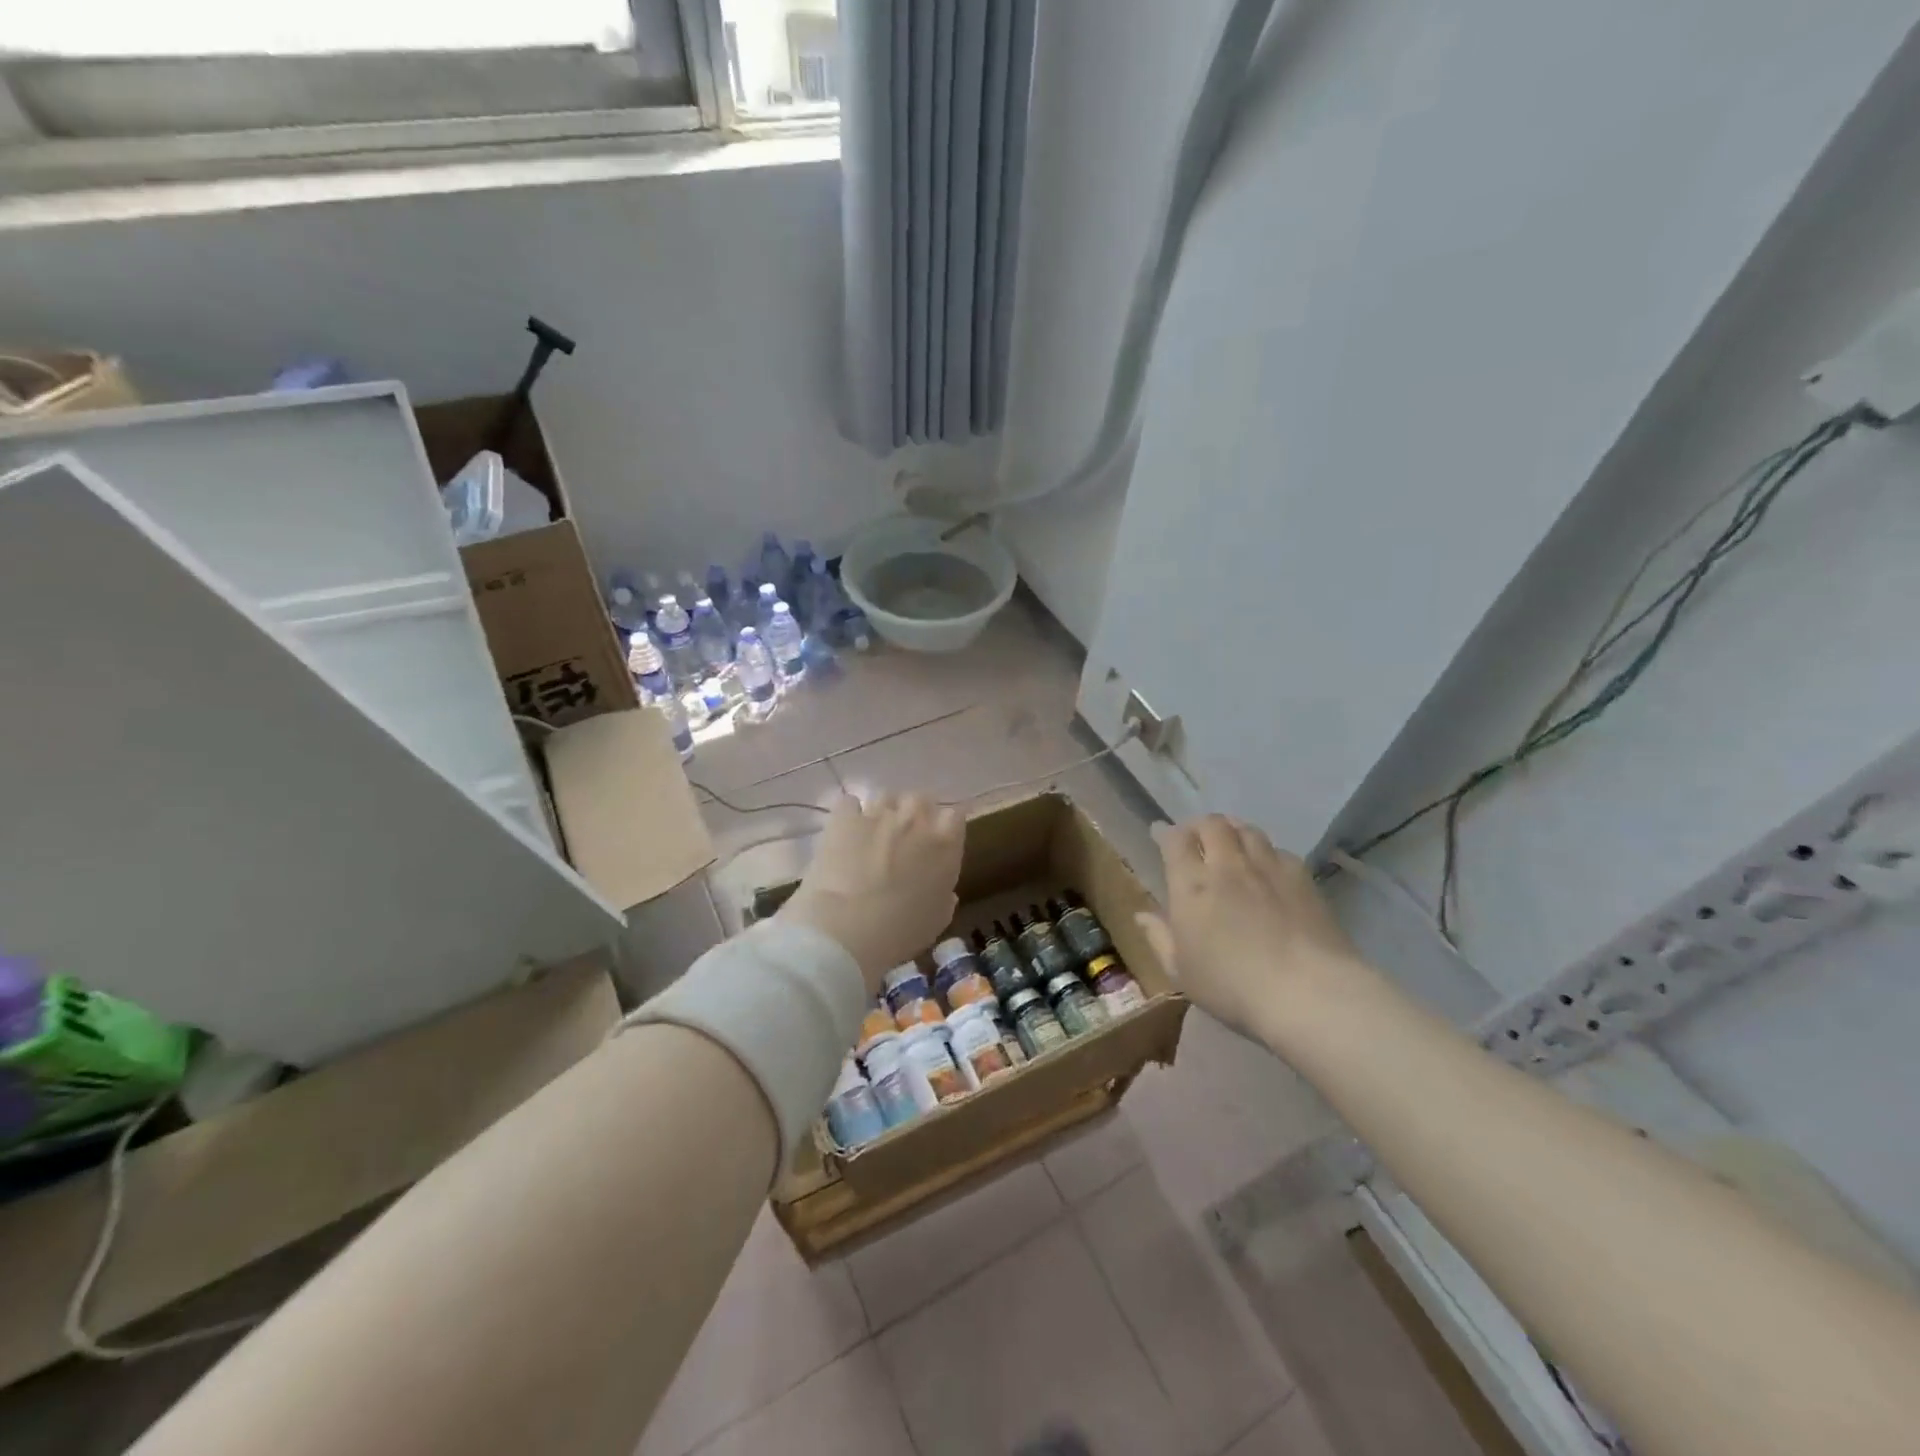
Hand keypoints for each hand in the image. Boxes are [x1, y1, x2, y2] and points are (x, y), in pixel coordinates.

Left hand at [777, 791, 964, 990]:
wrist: (846, 928)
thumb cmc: (900, 931)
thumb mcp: (937, 920)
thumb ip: (945, 897)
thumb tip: (945, 890)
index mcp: (945, 844)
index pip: (955, 816)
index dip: (946, 827)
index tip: (939, 841)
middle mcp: (915, 819)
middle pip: (921, 799)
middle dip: (915, 814)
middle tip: (905, 838)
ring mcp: (878, 814)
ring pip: (886, 797)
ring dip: (884, 812)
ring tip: (873, 834)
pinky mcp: (844, 818)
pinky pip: (849, 803)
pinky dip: (849, 814)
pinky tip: (845, 831)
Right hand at [1138, 815, 1363, 1042]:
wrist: (1308, 992)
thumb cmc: (1232, 987)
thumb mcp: (1181, 971)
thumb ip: (1159, 937)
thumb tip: (1142, 914)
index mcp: (1191, 884)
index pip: (1175, 839)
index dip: (1165, 832)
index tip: (1160, 834)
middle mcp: (1227, 865)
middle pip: (1212, 824)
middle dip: (1199, 826)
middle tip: (1196, 839)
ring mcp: (1267, 867)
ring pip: (1246, 829)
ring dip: (1233, 830)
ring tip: (1230, 844)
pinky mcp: (1302, 877)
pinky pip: (1278, 849)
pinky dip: (1266, 851)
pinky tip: (1267, 868)